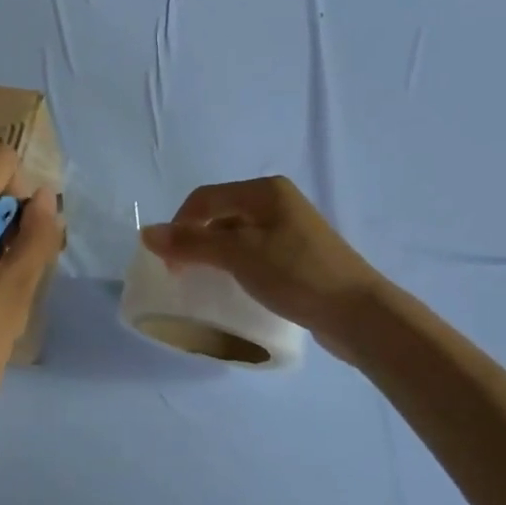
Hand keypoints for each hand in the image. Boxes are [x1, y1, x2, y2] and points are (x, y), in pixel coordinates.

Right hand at [141, 177, 387, 359]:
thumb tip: (147, 233)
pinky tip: (235, 287)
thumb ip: (192, 243)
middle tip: (182, 274)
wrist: (359, 313)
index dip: (179, 226)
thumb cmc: (296, 274)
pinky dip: (236, 265)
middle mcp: (277, 202)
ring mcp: (291, 229)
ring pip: (237, 235)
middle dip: (195, 240)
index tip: (167, 263)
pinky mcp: (299, 256)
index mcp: (264, 191)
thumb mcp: (239, 255)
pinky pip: (255, 252)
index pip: (205, 198)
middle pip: (220, 214)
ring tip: (205, 282)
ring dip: (215, 255)